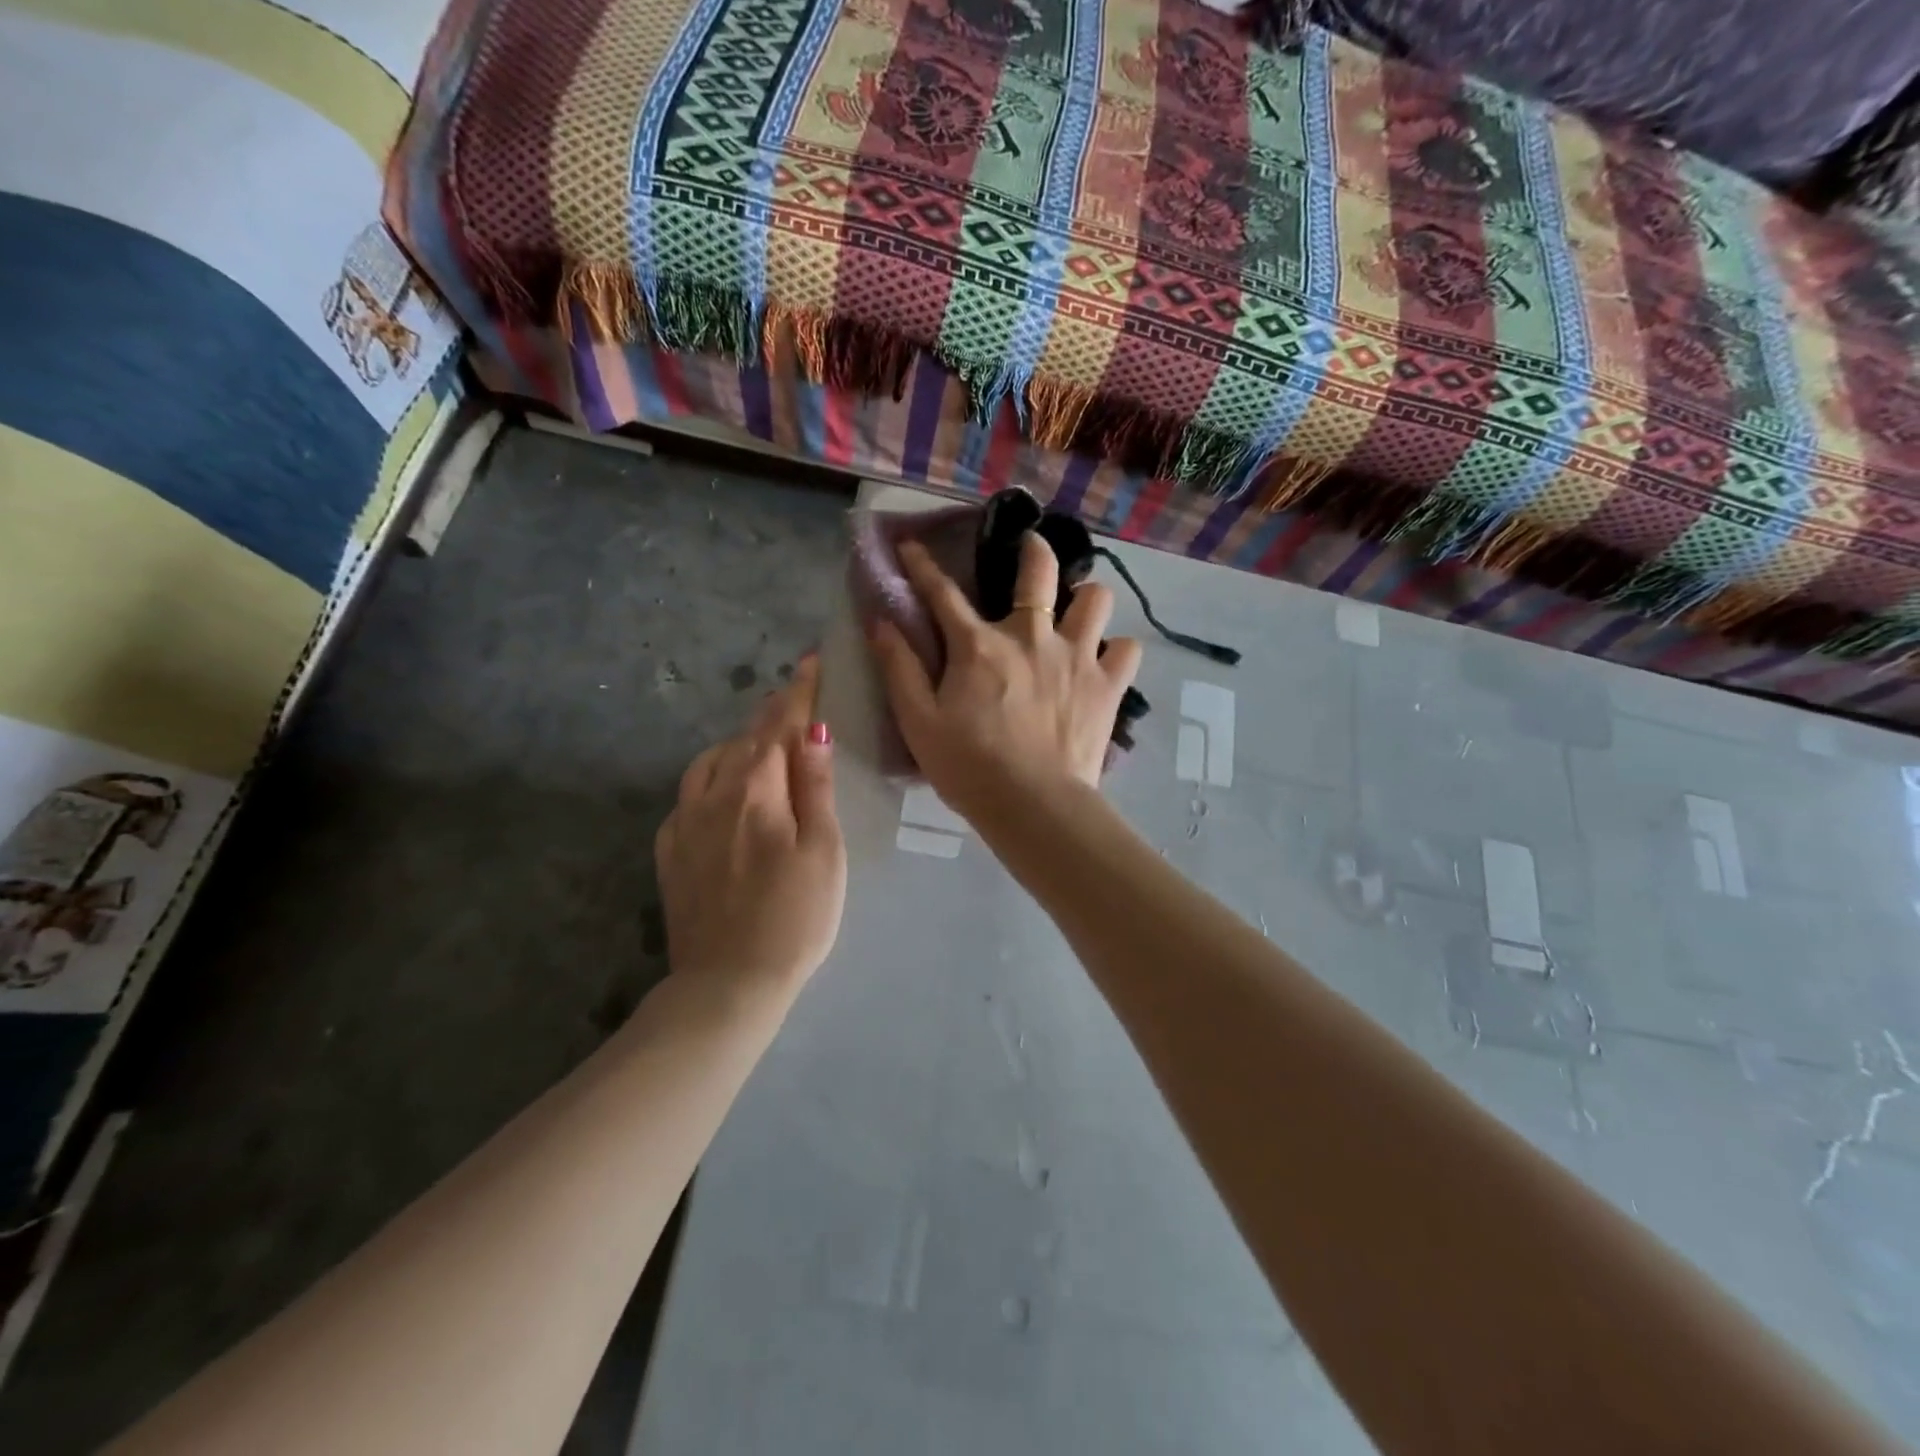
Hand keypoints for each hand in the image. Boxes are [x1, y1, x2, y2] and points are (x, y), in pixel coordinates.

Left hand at [654, 656, 846, 1003]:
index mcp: (755, 792)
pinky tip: (720, 790)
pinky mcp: (670, 853)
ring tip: (758, 741)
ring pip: (709, 763)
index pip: (778, 727)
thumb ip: (815, 787)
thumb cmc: (795, 918)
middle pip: (743, 740)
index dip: (797, 694)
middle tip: (793, 696)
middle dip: (770, 714)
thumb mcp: (822, 852)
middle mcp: (712, 796)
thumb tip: (811, 731)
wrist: (728, 984)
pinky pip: (688, 796)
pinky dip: (709, 777)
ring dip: (737, 743)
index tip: (810, 663)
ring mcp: (684, 824)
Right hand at [870, 532, 1142, 824]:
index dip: (923, 566)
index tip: (912, 546)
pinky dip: (1117, 650)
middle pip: (1039, 571)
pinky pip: (1128, 649)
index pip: (943, 593)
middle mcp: (1031, 637)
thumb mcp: (918, 722)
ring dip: (1086, 599)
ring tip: (1077, 613)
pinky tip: (1105, 661)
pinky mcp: (1108, 686)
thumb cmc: (968, 767)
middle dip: (1034, 549)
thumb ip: (899, 668)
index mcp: (979, 646)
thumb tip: (880, 621)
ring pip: (1096, 599)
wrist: (1033, 806)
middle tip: (1032, 549)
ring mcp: (1077, 657)